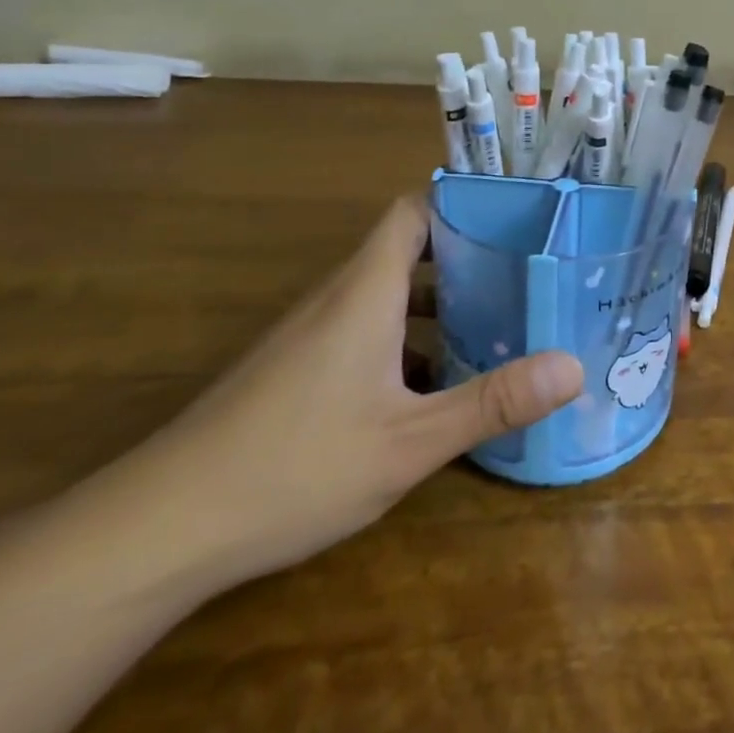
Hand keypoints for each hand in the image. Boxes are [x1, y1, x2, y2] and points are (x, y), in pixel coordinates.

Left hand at [129, 196, 583, 584]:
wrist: (159, 529)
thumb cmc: (294, 467)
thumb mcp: (409, 441)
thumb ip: (492, 401)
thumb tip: (574, 367)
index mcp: (366, 291)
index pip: (414, 211)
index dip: (464, 204)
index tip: (517, 219)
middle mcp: (338, 299)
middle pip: (409, 250)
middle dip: (469, 258)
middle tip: (528, 276)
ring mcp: (312, 335)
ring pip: (388, 296)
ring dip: (441, 304)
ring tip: (500, 325)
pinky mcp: (296, 370)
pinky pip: (366, 331)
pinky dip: (408, 340)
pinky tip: (438, 387)